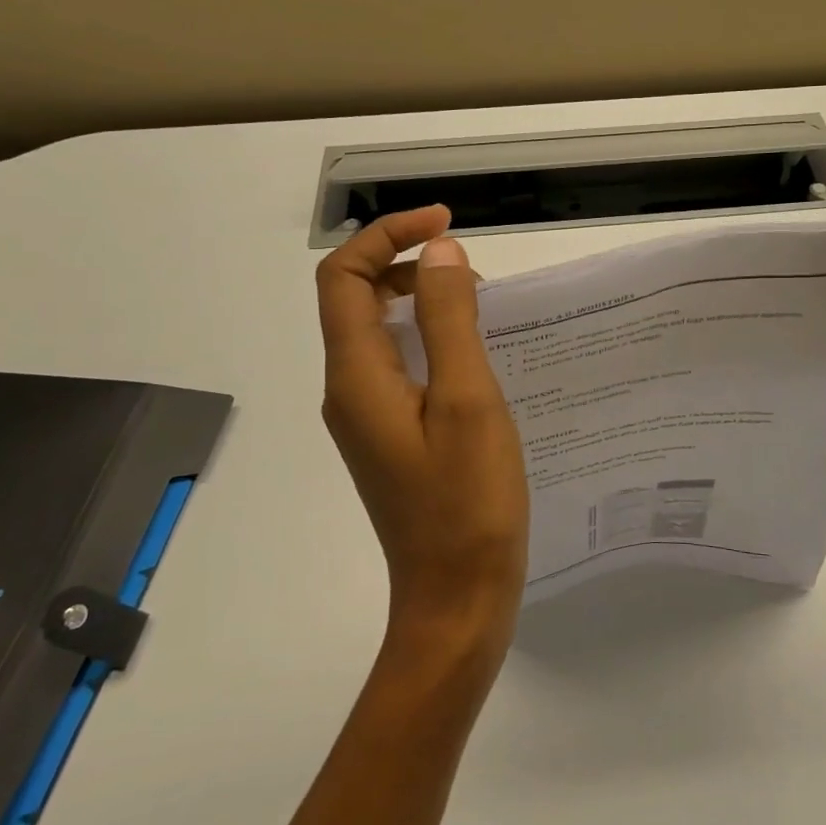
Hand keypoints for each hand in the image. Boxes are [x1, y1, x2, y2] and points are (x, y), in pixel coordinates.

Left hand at [316, 205, 529, 646]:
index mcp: (357, 375)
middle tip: (472, 270)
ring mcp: (368, 418)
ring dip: (421, 300)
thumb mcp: (466, 400)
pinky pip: (399, 365)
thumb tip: (438, 252)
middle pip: (356, 299)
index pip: (344, 277)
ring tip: (481, 306)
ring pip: (379, 332)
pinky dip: (430, 339)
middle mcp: (349, 390)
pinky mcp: (391, 437)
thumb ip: (448, 319)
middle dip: (406, 263)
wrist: (456, 602)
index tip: (446, 222)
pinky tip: (475, 356)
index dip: (387, 234)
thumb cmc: (467, 503)